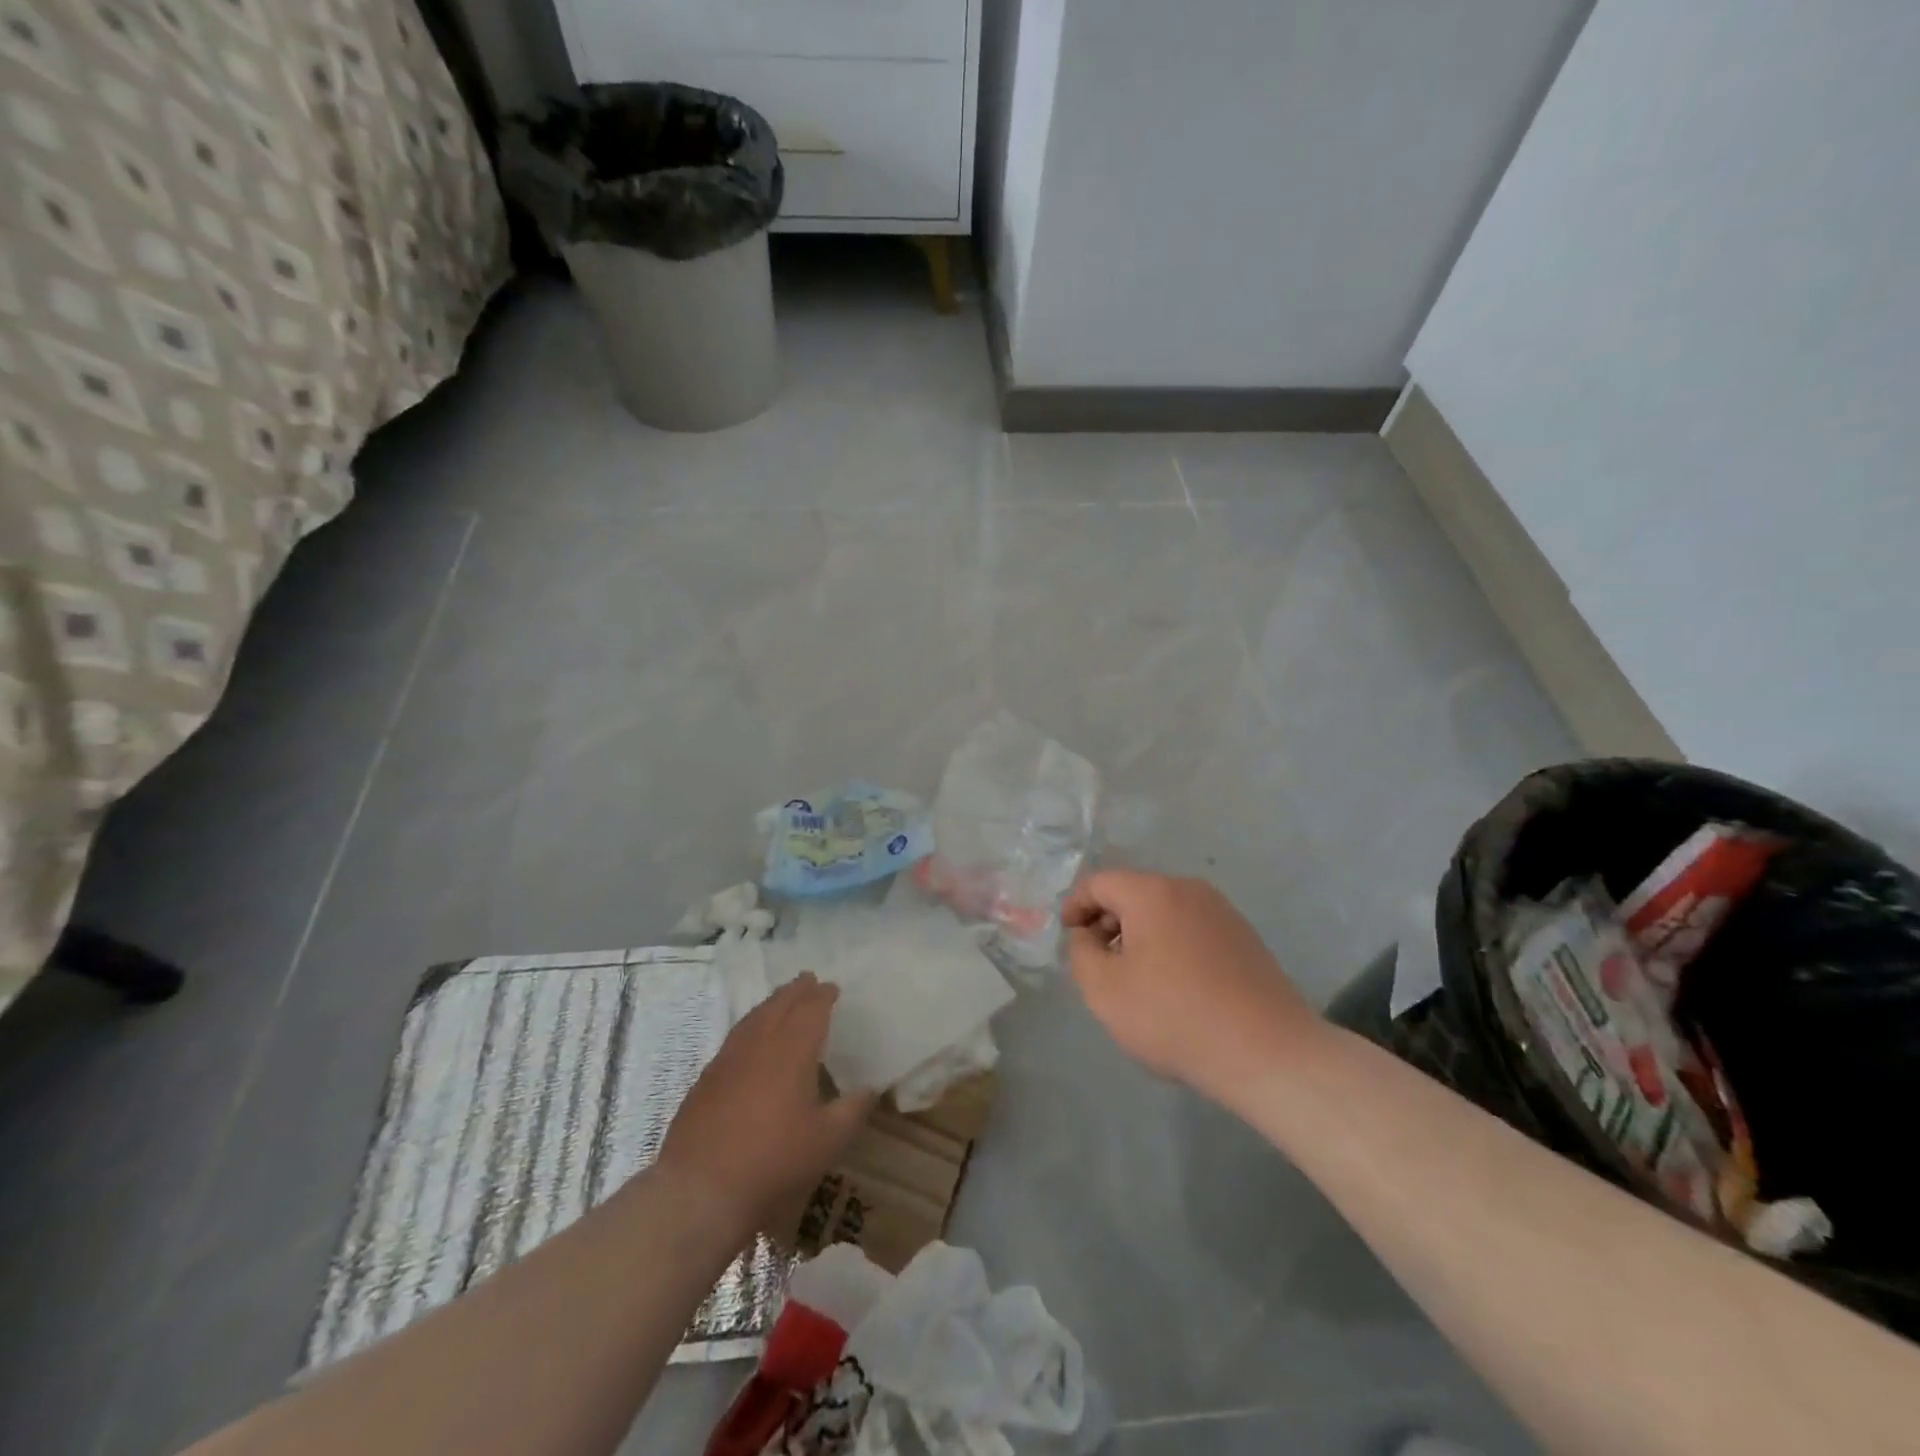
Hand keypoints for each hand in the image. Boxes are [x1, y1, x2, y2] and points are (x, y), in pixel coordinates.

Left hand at [655, 974, 875, 1233]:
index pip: (810, 1010)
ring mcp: (727, 1061)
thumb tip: (870, 1089)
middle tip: (807, 979)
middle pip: (778, 1005)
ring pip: (752, 1019)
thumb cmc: (774, 1160)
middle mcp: (759, 1045)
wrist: (700, 1190)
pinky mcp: (705, 1081)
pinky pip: (733, 1040)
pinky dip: (749, 1028)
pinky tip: (749, 1042)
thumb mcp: (827, 1141)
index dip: (822, 996)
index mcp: (792, 1050)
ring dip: (770, 1005)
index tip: (832, 988)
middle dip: (795, 991)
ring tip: (780, 1001)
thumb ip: (852, 1110)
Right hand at [1063, 870, 1323, 1103]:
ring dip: (1139, 934)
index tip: (1068, 935)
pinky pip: (1191, 928)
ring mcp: (1222, 912)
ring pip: (1164, 911)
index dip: (1076, 905)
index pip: (1100, 883)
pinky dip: (1170, 944)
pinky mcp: (1244, 937)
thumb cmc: (1174, 1017)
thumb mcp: (1105, 990)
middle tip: (1097, 961)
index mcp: (1153, 893)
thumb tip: (1087, 935)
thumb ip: (1081, 953)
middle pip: (1134, 893)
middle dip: (1108, 921)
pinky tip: (1173, 986)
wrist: (1267, 1052)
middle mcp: (1189, 890)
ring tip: (1133, 977)